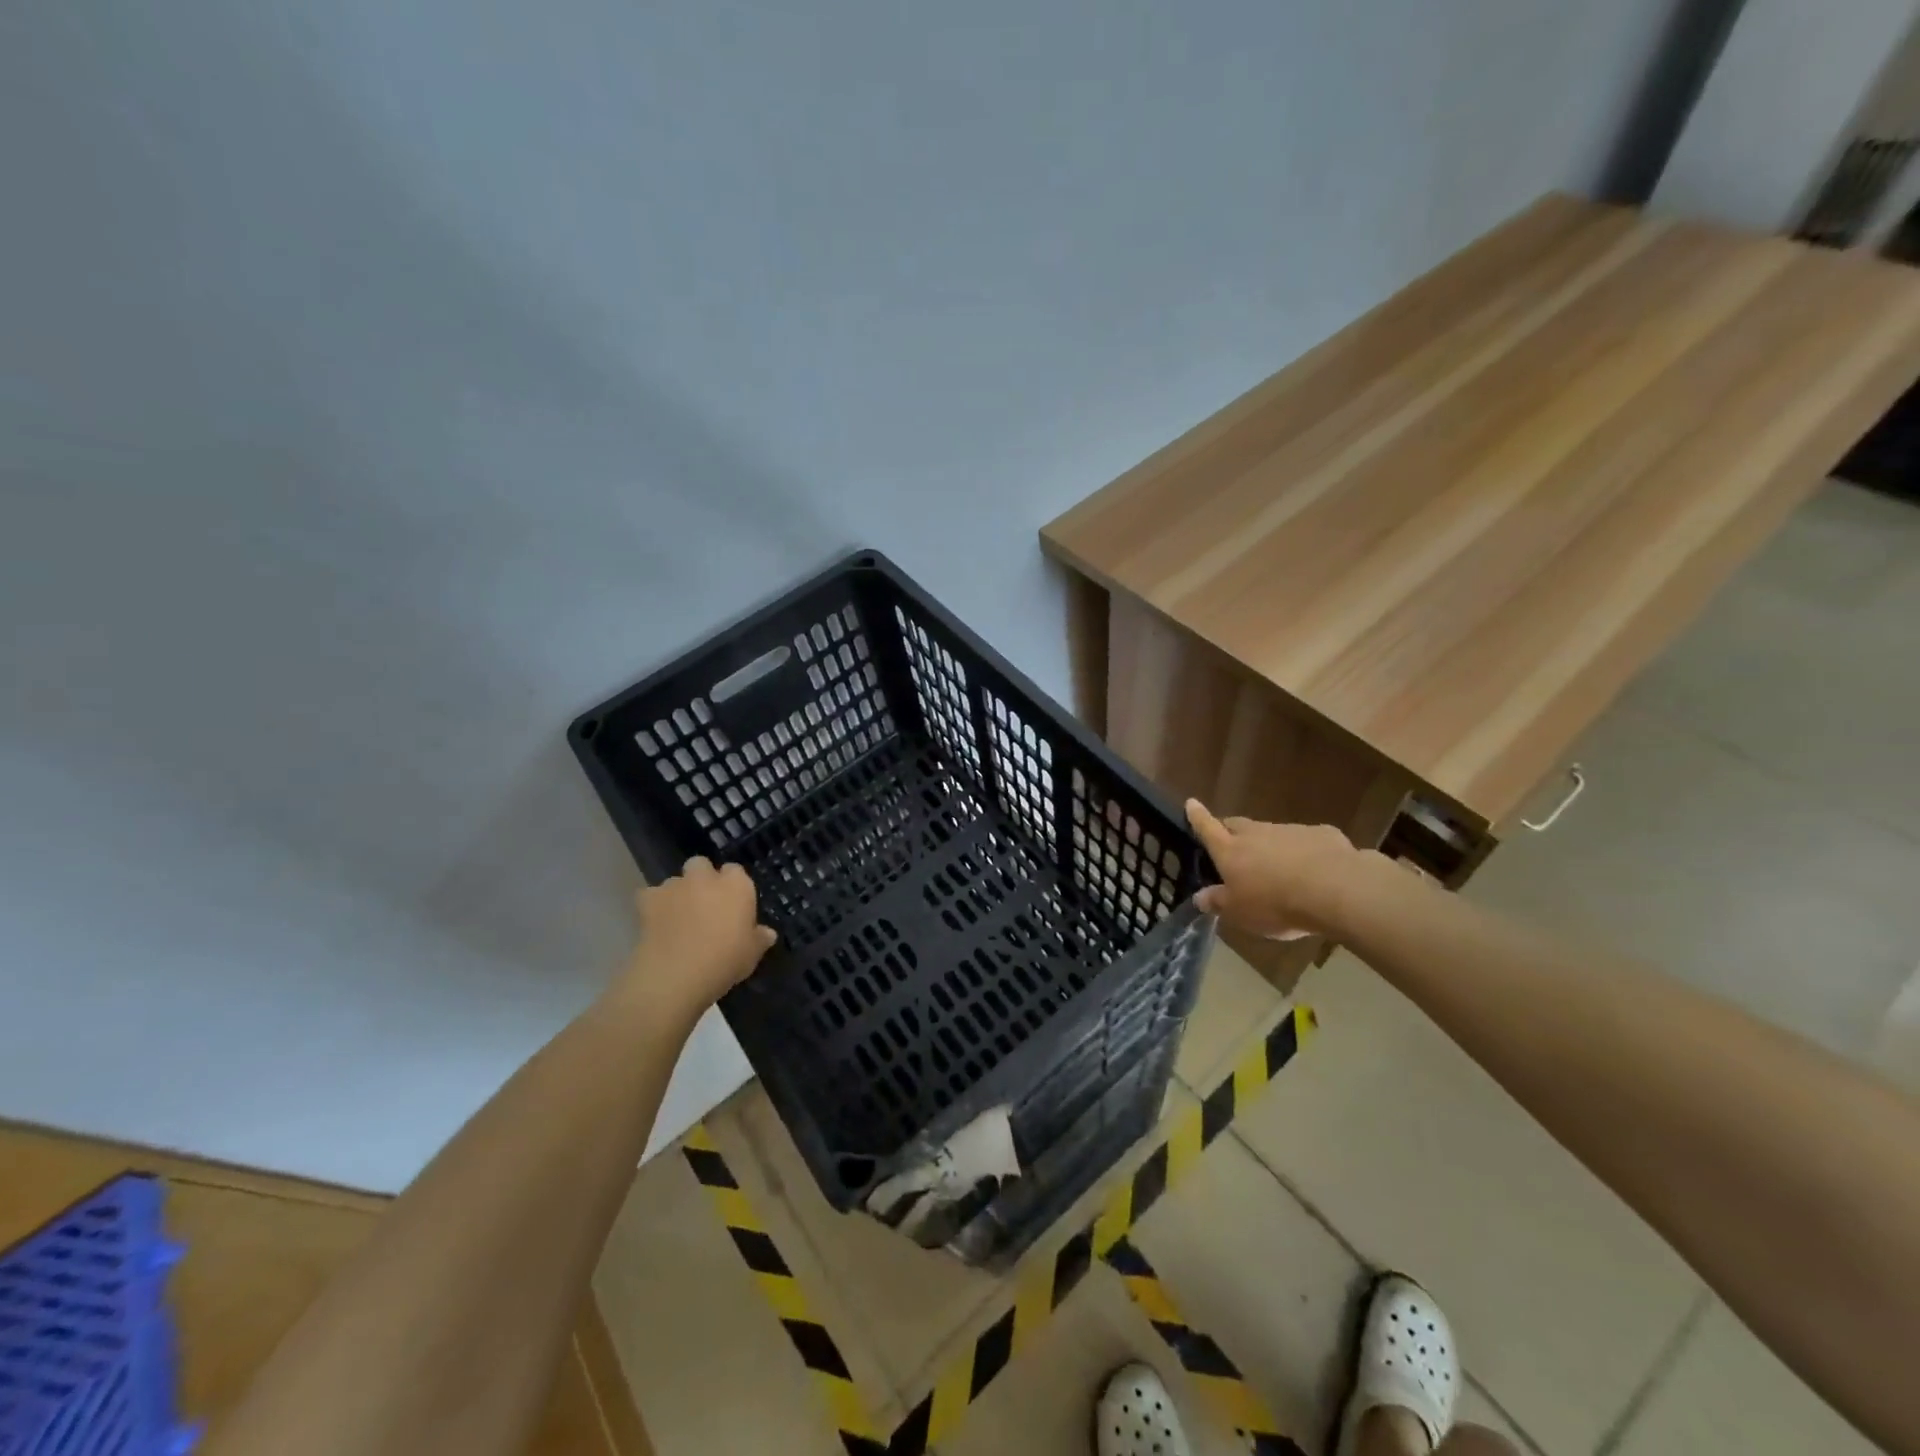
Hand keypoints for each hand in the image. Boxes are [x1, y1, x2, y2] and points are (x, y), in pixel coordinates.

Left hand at [621, 857, 776, 1022]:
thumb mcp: (751, 955)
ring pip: (675, 880)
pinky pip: (650, 896)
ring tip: (678, 918)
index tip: (732, 905)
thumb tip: (767, 933)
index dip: (733, 886)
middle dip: (701, 878)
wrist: (676, 975)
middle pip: (701, 865)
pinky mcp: (648, 900)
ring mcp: (675, 886)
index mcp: (736, 885)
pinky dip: (653, 905)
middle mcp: (705, 878)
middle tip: (704, 905)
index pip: (736, 871)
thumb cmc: (724, 961)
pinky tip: (656, 924)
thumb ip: (759, 939)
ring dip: (678, 893)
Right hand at [1186, 800, 1368, 939]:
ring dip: (1269, 845)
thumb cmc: (1276, 903)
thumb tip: (1199, 897)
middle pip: (1238, 825)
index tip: (1191, 802)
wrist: (1336, 890)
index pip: (1207, 828)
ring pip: (1272, 833)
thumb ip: (1219, 902)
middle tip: (1231, 842)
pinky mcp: (1321, 834)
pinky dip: (1303, 851)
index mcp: (1231, 851)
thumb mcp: (1240, 913)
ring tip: (1278, 868)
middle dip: (1231, 830)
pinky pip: (1305, 841)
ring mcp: (1290, 831)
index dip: (1197, 816)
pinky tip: (1315, 870)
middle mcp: (1256, 834)